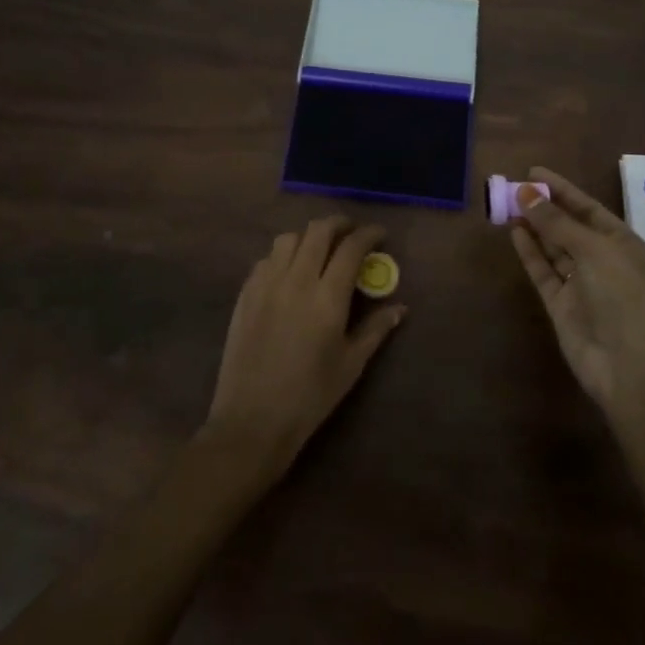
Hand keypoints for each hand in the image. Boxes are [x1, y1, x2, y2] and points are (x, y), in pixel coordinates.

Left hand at [204, 216, 406, 478]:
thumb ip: (375, 330)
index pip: (351, 248)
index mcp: (327, 297)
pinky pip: (266, 259)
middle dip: (339, 224)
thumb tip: (399, 308)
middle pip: (318, 231)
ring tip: (319, 250)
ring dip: (308, 237)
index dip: (368, 234)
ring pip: (288, 239)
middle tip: (351, 233)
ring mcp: (266, 284)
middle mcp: (296, 280)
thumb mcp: (351, 365)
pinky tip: (289, 273)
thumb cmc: (310, 397)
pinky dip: (283, 256)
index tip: (379, 234)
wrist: (252, 421)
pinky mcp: (245, 294)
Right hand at [509, 167, 644, 412]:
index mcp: (623, 244)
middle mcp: (602, 260)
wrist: (629, 366)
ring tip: (507, 204)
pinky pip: (543, 271)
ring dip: (534, 226)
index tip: (533, 171)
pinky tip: (514, 232)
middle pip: (569, 226)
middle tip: (512, 186)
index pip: (588, 208)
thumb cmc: (622, 297)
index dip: (562, 189)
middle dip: (544, 207)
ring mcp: (581, 283)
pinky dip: (530, 252)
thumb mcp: (594, 250)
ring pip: (553, 247)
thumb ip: (557, 223)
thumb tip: (526, 193)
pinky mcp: (561, 304)